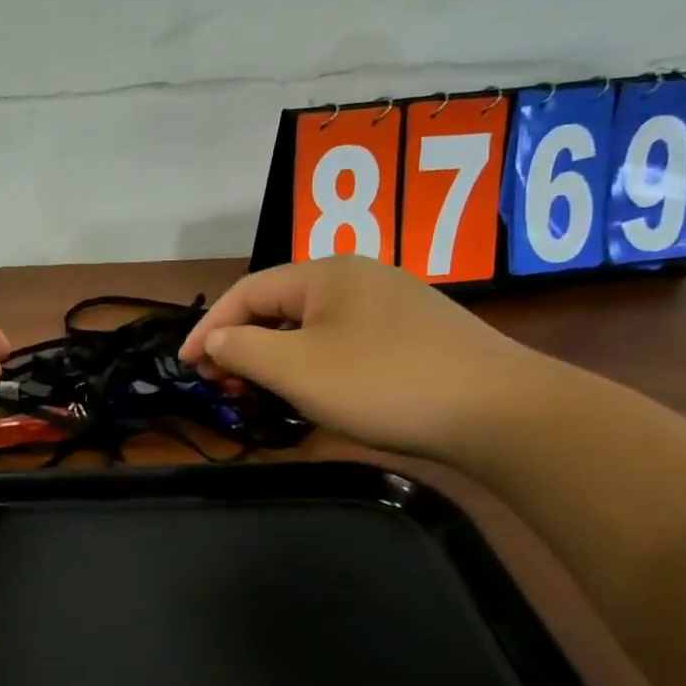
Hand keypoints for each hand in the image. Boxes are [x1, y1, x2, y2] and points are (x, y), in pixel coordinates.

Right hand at [178, 255, 551, 460]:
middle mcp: (357, 277)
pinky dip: (312, 364)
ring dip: (275, 358)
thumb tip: (215, 341)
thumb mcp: (296, 369)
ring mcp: (391, 304)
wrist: (502, 412)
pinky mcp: (415, 334)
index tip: (184, 367)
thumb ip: (242, 350)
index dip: (207, 329)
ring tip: (260, 394)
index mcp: (325, 273)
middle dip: (241, 346)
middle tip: (222, 386)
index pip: (246, 292)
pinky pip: (343, 341)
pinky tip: (314, 391)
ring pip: (311, 327)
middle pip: (278, 307)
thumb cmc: (383, 383)